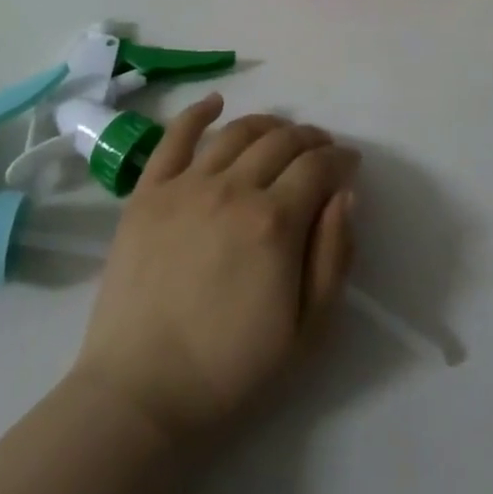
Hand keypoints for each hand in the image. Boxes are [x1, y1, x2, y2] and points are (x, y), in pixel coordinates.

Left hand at [70, 96, 359, 444]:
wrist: (142, 390)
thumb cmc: (231, 368)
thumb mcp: (308, 331)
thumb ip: (334, 256)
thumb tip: (345, 194)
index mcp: (275, 221)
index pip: (317, 166)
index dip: (340, 158)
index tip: (349, 163)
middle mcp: (233, 188)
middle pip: (281, 141)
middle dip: (310, 138)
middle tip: (320, 149)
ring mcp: (186, 184)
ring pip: (237, 132)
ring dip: (268, 124)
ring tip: (281, 131)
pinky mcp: (149, 190)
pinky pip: (175, 136)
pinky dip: (198, 112)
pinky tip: (215, 103)